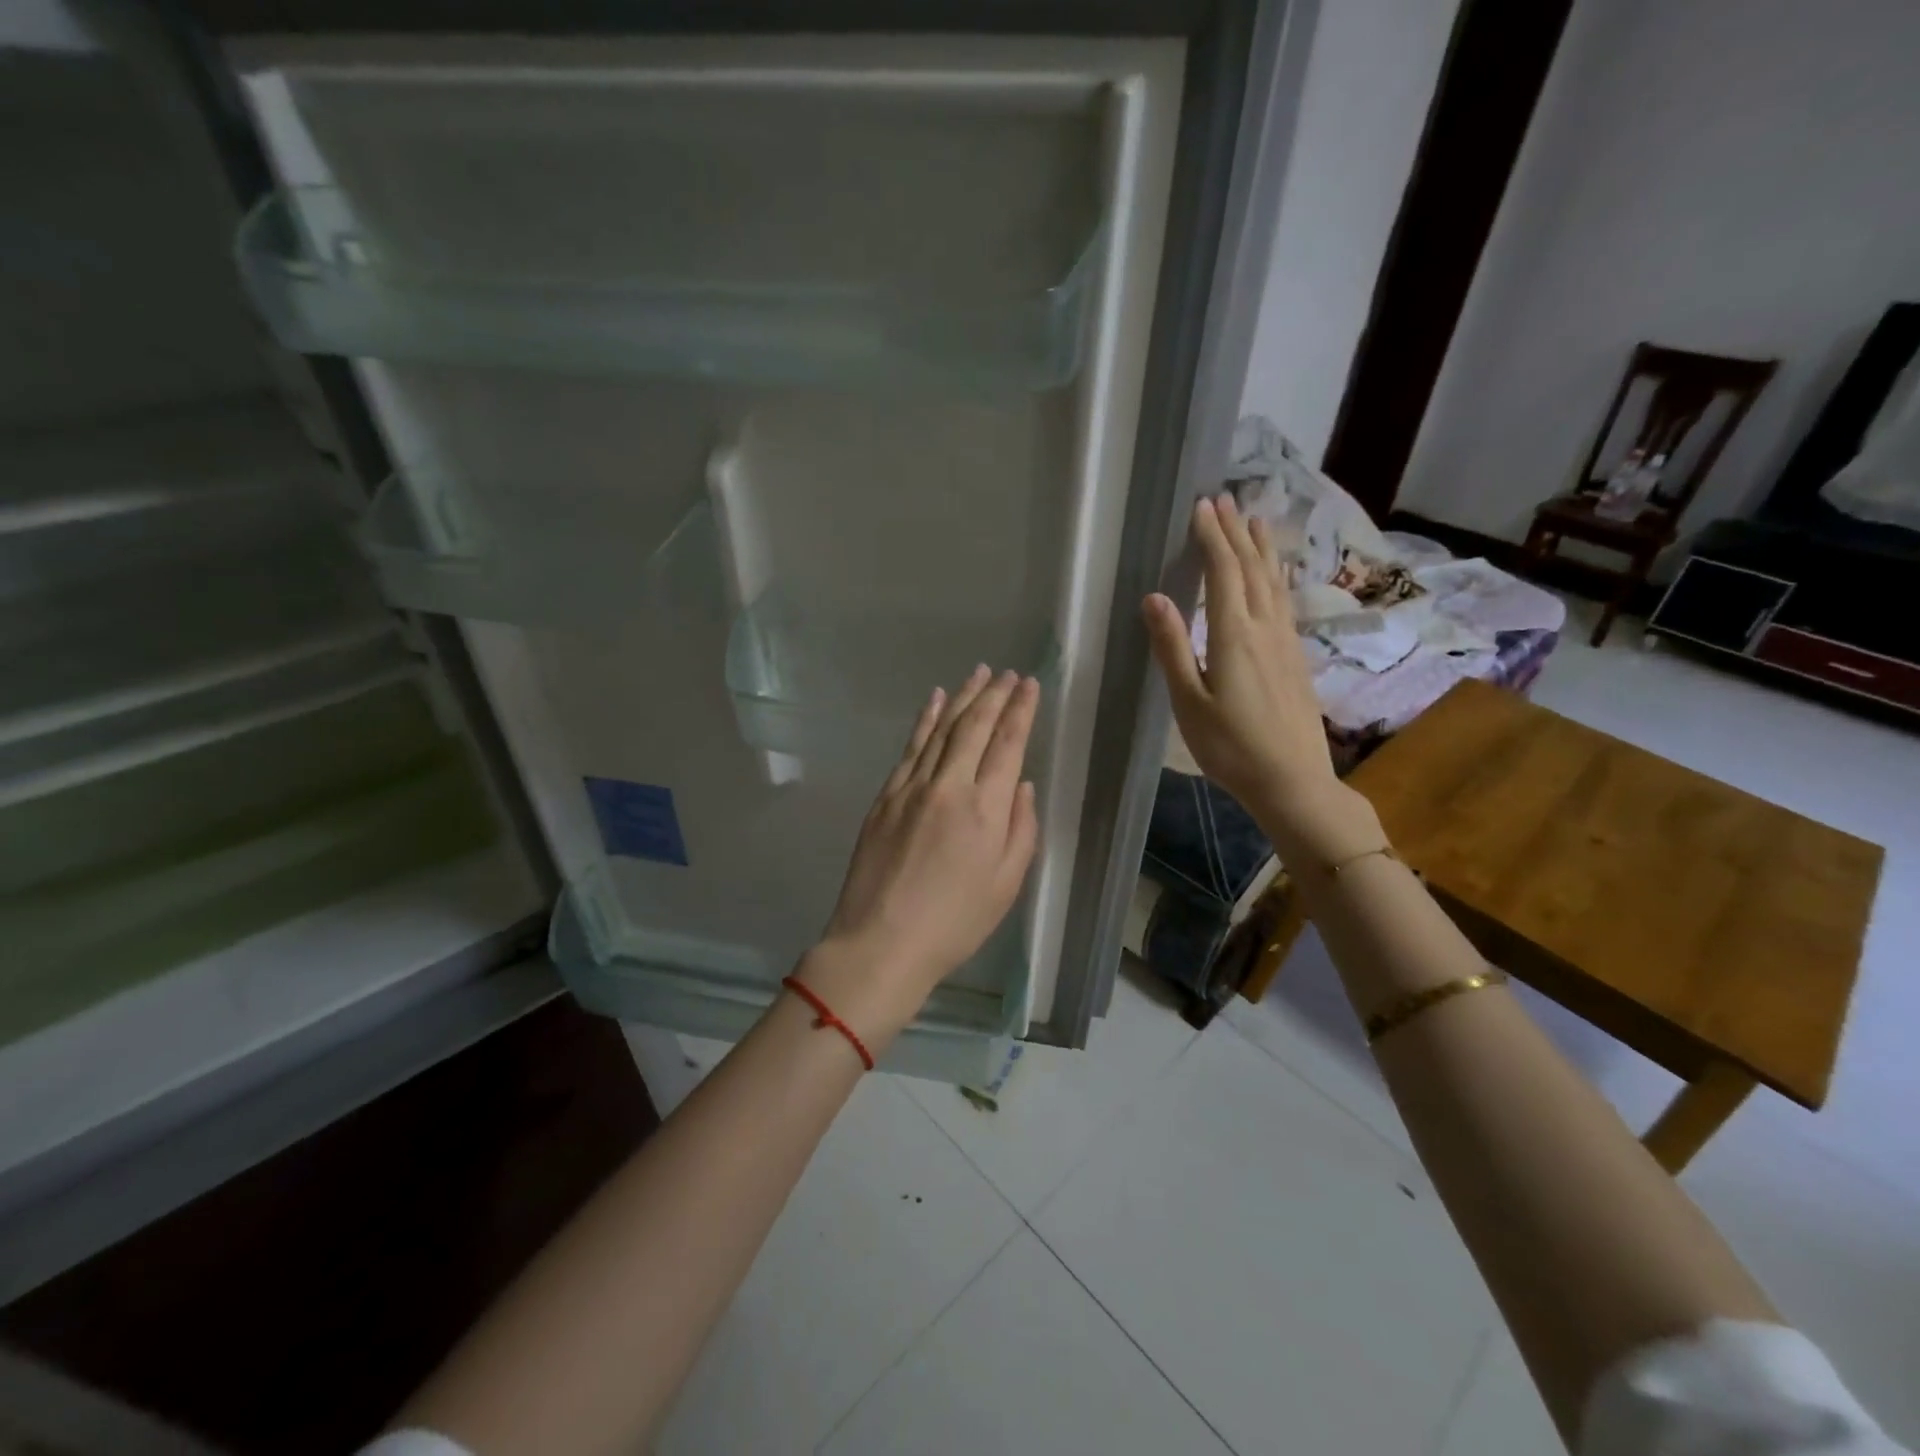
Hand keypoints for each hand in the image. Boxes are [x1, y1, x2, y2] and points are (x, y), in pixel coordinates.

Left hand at [802, 666, 1040, 1041]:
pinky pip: (910, 747)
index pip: (1007, 744)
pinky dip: (925, 720)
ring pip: (941, 729)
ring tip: (979, 673)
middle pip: (974, 727)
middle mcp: (949, 786)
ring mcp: (911, 787)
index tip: (1030, 685)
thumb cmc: (954, 923)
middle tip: (1008, 673)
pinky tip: (934, 700)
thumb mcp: (1006, 885)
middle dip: (995, 695)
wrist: (880, 942)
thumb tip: (1021, 786)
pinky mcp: (885, 796)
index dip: (1021, 711)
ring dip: (962, 697)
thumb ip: (1021, 830)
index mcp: (985, 809)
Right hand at [1142, 495, 1359, 850]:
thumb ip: (1173, 648)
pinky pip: (1284, 601)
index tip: (1202, 506)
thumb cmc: (1231, 748)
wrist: (1293, 781)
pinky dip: (1276, 577)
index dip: (1212, 538)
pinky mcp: (1296, 658)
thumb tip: (1155, 597)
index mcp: (1235, 636)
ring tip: (1255, 519)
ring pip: (1274, 583)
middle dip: (1235, 533)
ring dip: (1261, 549)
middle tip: (1224, 500)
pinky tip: (1276, 575)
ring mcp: (1286, 642)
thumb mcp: (1189, 703)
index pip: (1224, 573)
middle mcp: (1265, 629)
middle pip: (1251, 570)